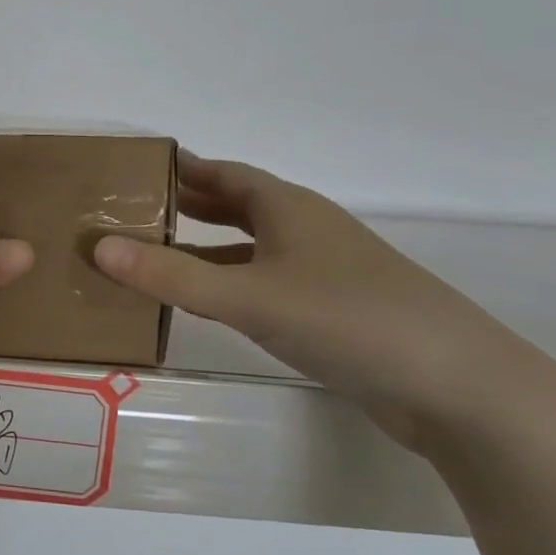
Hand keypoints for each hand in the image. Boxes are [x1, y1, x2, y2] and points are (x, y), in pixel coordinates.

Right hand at [93, 154, 549, 450]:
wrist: (458, 387)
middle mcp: (303, 229)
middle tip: (129, 210)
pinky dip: (227, 283)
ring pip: (248, 246)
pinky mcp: (330, 311)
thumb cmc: (348, 320)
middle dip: (184, 204)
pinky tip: (205, 302)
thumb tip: (97, 247)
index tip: (131, 168)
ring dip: (203, 246)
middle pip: (234, 205)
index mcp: (287, 207)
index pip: (221, 172)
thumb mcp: (249, 296)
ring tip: (151, 254)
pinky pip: (262, 282)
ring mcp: (321, 271)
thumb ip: (172, 275)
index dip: (178, 167)